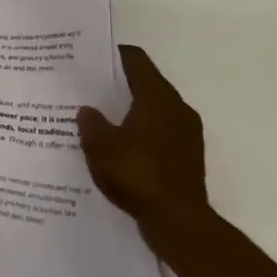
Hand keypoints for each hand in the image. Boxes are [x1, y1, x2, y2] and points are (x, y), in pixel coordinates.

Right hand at [77, 45, 208, 230]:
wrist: (179, 222)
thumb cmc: (138, 175)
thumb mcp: (101, 148)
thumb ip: (91, 124)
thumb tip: (88, 110)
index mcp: (156, 98)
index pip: (136, 60)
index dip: (113, 54)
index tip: (91, 57)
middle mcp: (177, 108)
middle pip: (147, 82)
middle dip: (120, 82)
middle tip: (91, 86)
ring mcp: (187, 132)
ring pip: (155, 108)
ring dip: (132, 108)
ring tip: (103, 116)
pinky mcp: (188, 155)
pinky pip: (162, 130)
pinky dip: (142, 130)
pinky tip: (122, 145)